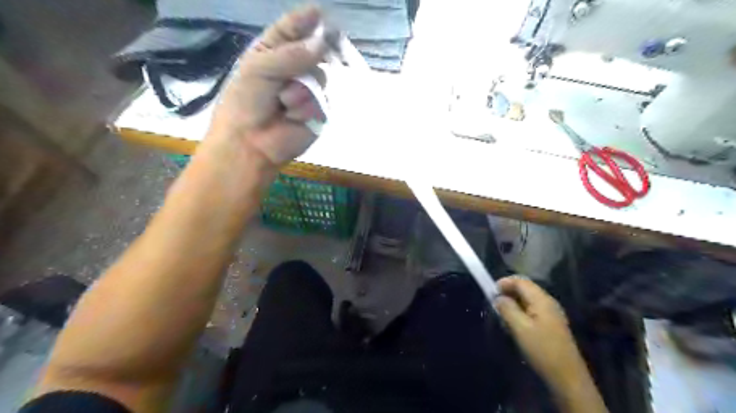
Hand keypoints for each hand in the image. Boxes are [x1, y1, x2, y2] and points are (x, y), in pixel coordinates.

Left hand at [202, 5, 325, 166]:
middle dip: (311, 57)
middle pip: (313, 52)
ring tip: (283, 103)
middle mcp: (292, 70)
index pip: (291, 31)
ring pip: (320, 78)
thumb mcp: (260, 69)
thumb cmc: (246, 102)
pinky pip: (322, 102)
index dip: (305, 20)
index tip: (320, 12)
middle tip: (311, 57)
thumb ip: (292, 55)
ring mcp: (307, 92)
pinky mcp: (317, 113)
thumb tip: (322, 42)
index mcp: (272, 54)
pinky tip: (293, 117)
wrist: (251, 143)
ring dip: (302, 90)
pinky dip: (307, 108)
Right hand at [493, 276, 586, 384]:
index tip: (490, 292)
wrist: (567, 377)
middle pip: (525, 288)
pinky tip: (514, 323)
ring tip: (501, 313)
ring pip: (528, 299)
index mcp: (542, 300)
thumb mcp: (519, 328)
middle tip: (494, 303)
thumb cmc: (541, 350)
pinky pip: (532, 309)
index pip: (520, 281)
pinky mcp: (551, 324)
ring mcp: (552, 313)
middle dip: (508, 292)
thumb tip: (498, 298)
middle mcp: (548, 302)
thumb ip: (507, 309)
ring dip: (513, 302)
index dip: (504, 282)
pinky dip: (520, 311)